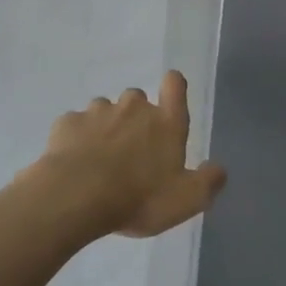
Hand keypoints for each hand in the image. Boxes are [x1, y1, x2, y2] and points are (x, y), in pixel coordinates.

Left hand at [36, 71, 227, 238]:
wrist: (75, 197)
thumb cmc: (138, 197)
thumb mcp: (186, 200)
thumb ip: (208, 182)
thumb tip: (218, 169)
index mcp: (166, 122)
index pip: (175, 85)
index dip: (174, 87)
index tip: (169, 99)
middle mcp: (133, 108)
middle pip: (137, 99)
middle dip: (135, 118)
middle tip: (131, 152)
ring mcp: (97, 112)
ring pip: (104, 110)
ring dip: (104, 128)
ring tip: (99, 160)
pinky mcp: (67, 123)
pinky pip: (75, 125)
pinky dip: (76, 139)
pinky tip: (74, 162)